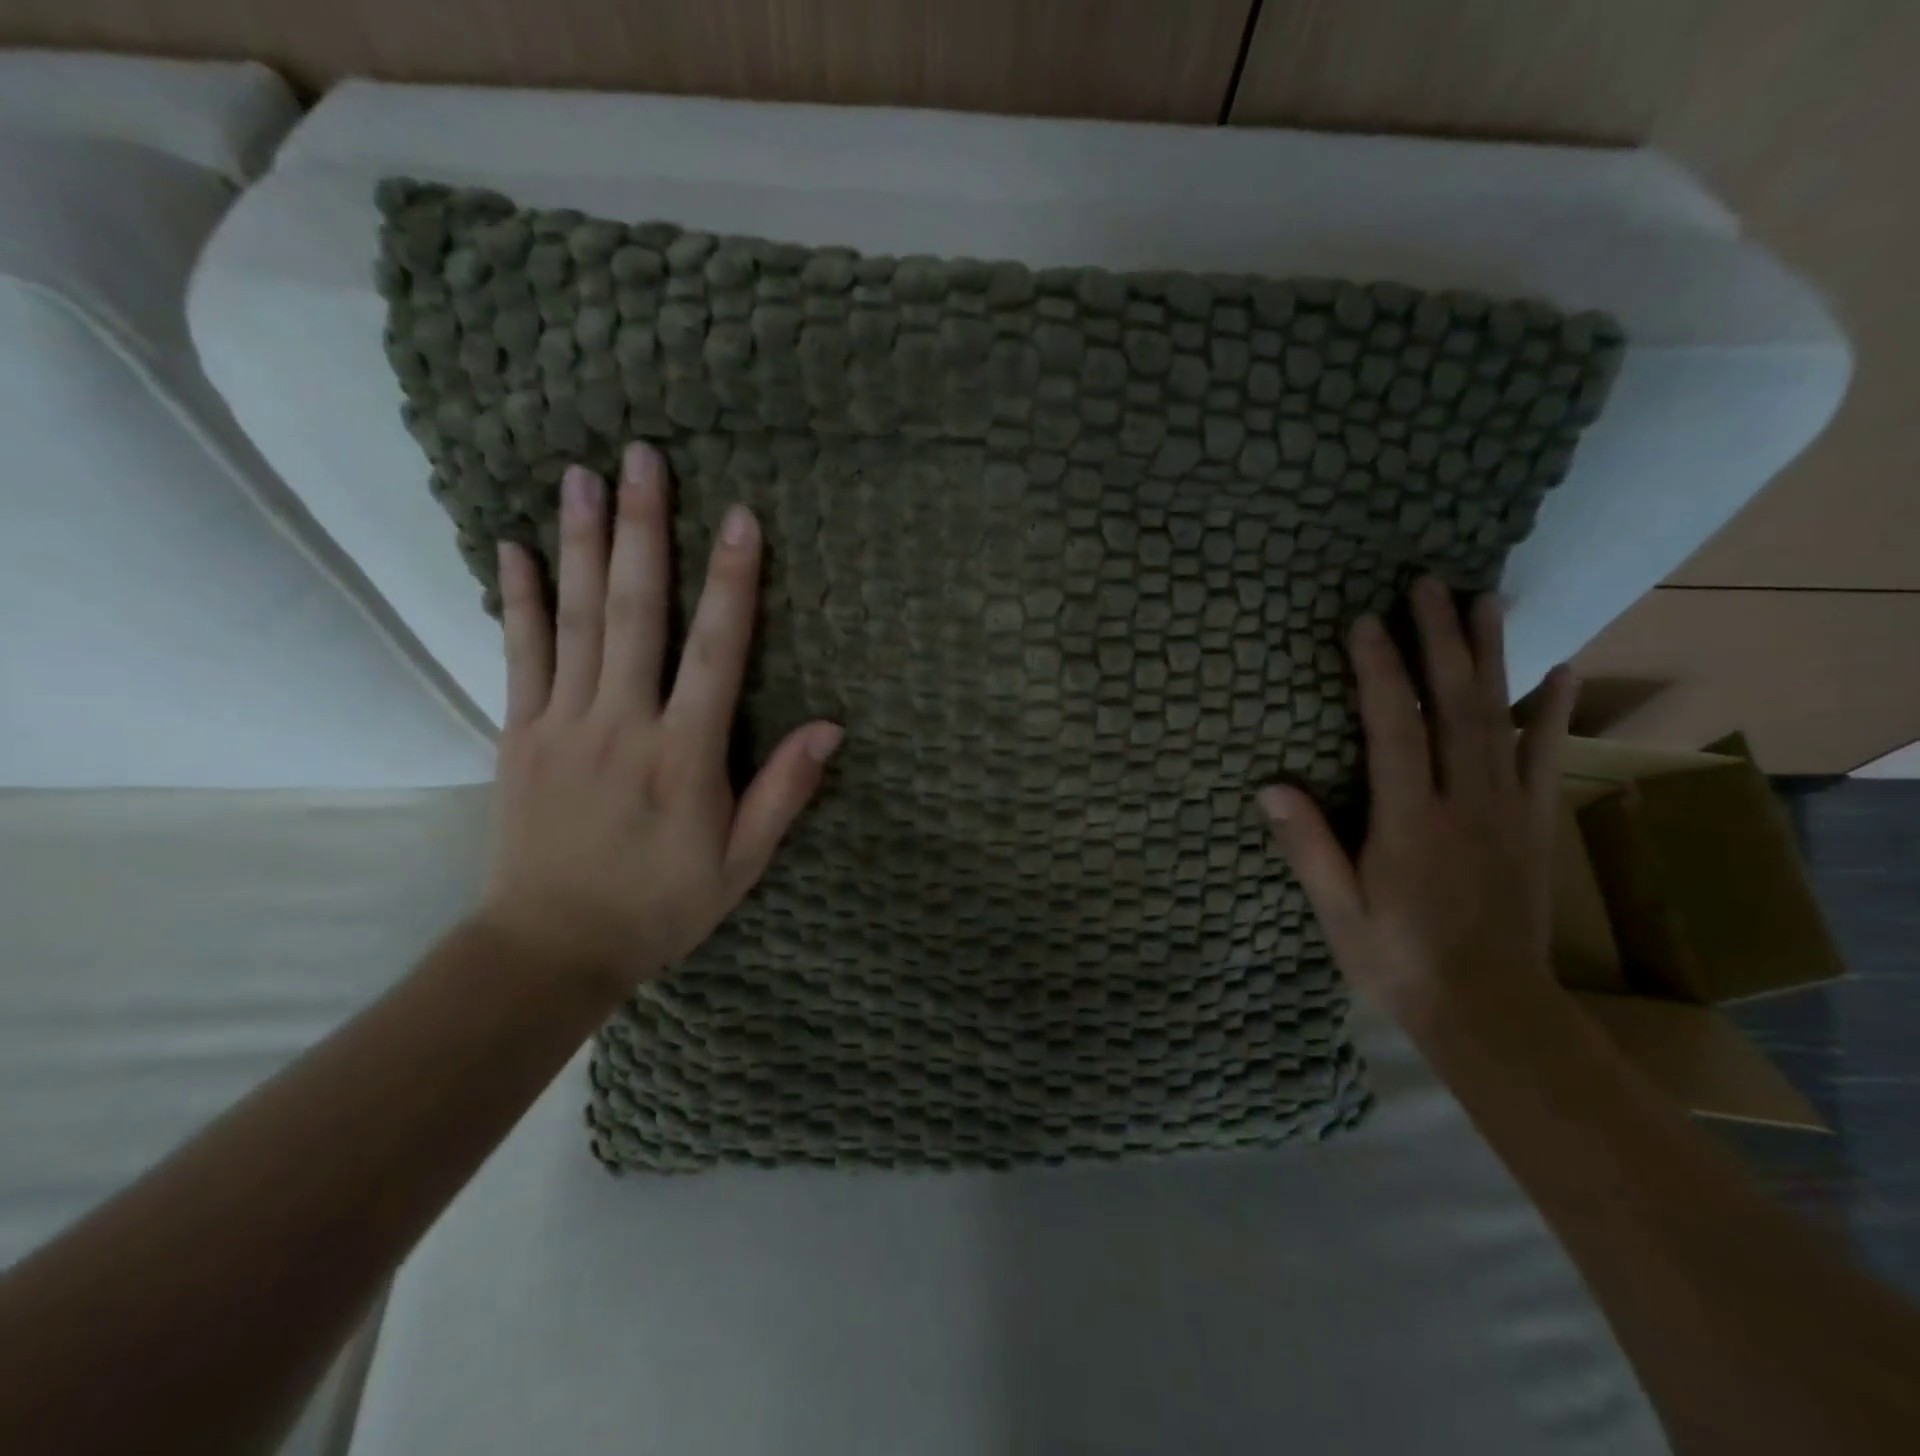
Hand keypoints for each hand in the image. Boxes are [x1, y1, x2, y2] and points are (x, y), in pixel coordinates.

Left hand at [477, 442, 843, 995]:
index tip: (740, 518)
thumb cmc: (661, 906)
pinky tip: (513, 548)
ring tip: (582, 476)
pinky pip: (519, 655)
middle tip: (642, 457)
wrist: (550, 949)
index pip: (716, 654)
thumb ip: (783, 791)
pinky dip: (518, 599)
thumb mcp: (742, 863)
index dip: (732, 583)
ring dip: (582, 544)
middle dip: (645, 531)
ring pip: (576, 620)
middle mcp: (622, 725)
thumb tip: (831, 727)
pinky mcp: (521, 734)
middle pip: (636, 614)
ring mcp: (564, 724)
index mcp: (684, 756)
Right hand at [1258, 576, 1576, 1022]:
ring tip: (1485, 600)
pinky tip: (1557, 670)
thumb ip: (1308, 847)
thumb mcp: (1337, 912)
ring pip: (1501, 718)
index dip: (1380, 672)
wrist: (1491, 1011)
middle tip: (1429, 584)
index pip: (1394, 729)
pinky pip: (1544, 756)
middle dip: (1440, 640)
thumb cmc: (1398, 961)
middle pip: (1455, 707)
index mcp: (1410, 822)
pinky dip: (1552, 710)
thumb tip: (1269, 785)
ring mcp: (1506, 810)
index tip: (1366, 622)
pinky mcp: (1532, 823)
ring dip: (1491, 656)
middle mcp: (1464, 802)